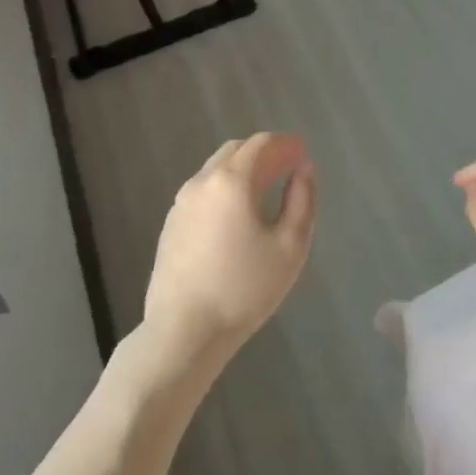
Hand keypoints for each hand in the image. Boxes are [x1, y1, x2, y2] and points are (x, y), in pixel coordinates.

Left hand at [143, 133, 316, 366]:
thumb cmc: (244, 289)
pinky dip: (225, 189)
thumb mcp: (290, 246)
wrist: (184, 330)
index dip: (285, 144)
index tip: (303, 152)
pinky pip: (203, 192)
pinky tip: (237, 214)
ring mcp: (181, 203)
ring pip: (215, 171)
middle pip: (235, 151)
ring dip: (242, 170)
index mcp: (231, 181)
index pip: (261, 144)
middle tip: (288, 167)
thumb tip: (304, 170)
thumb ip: (302, 200)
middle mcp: (201, 182)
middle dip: (264, 153)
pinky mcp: (171, 224)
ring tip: (266, 189)